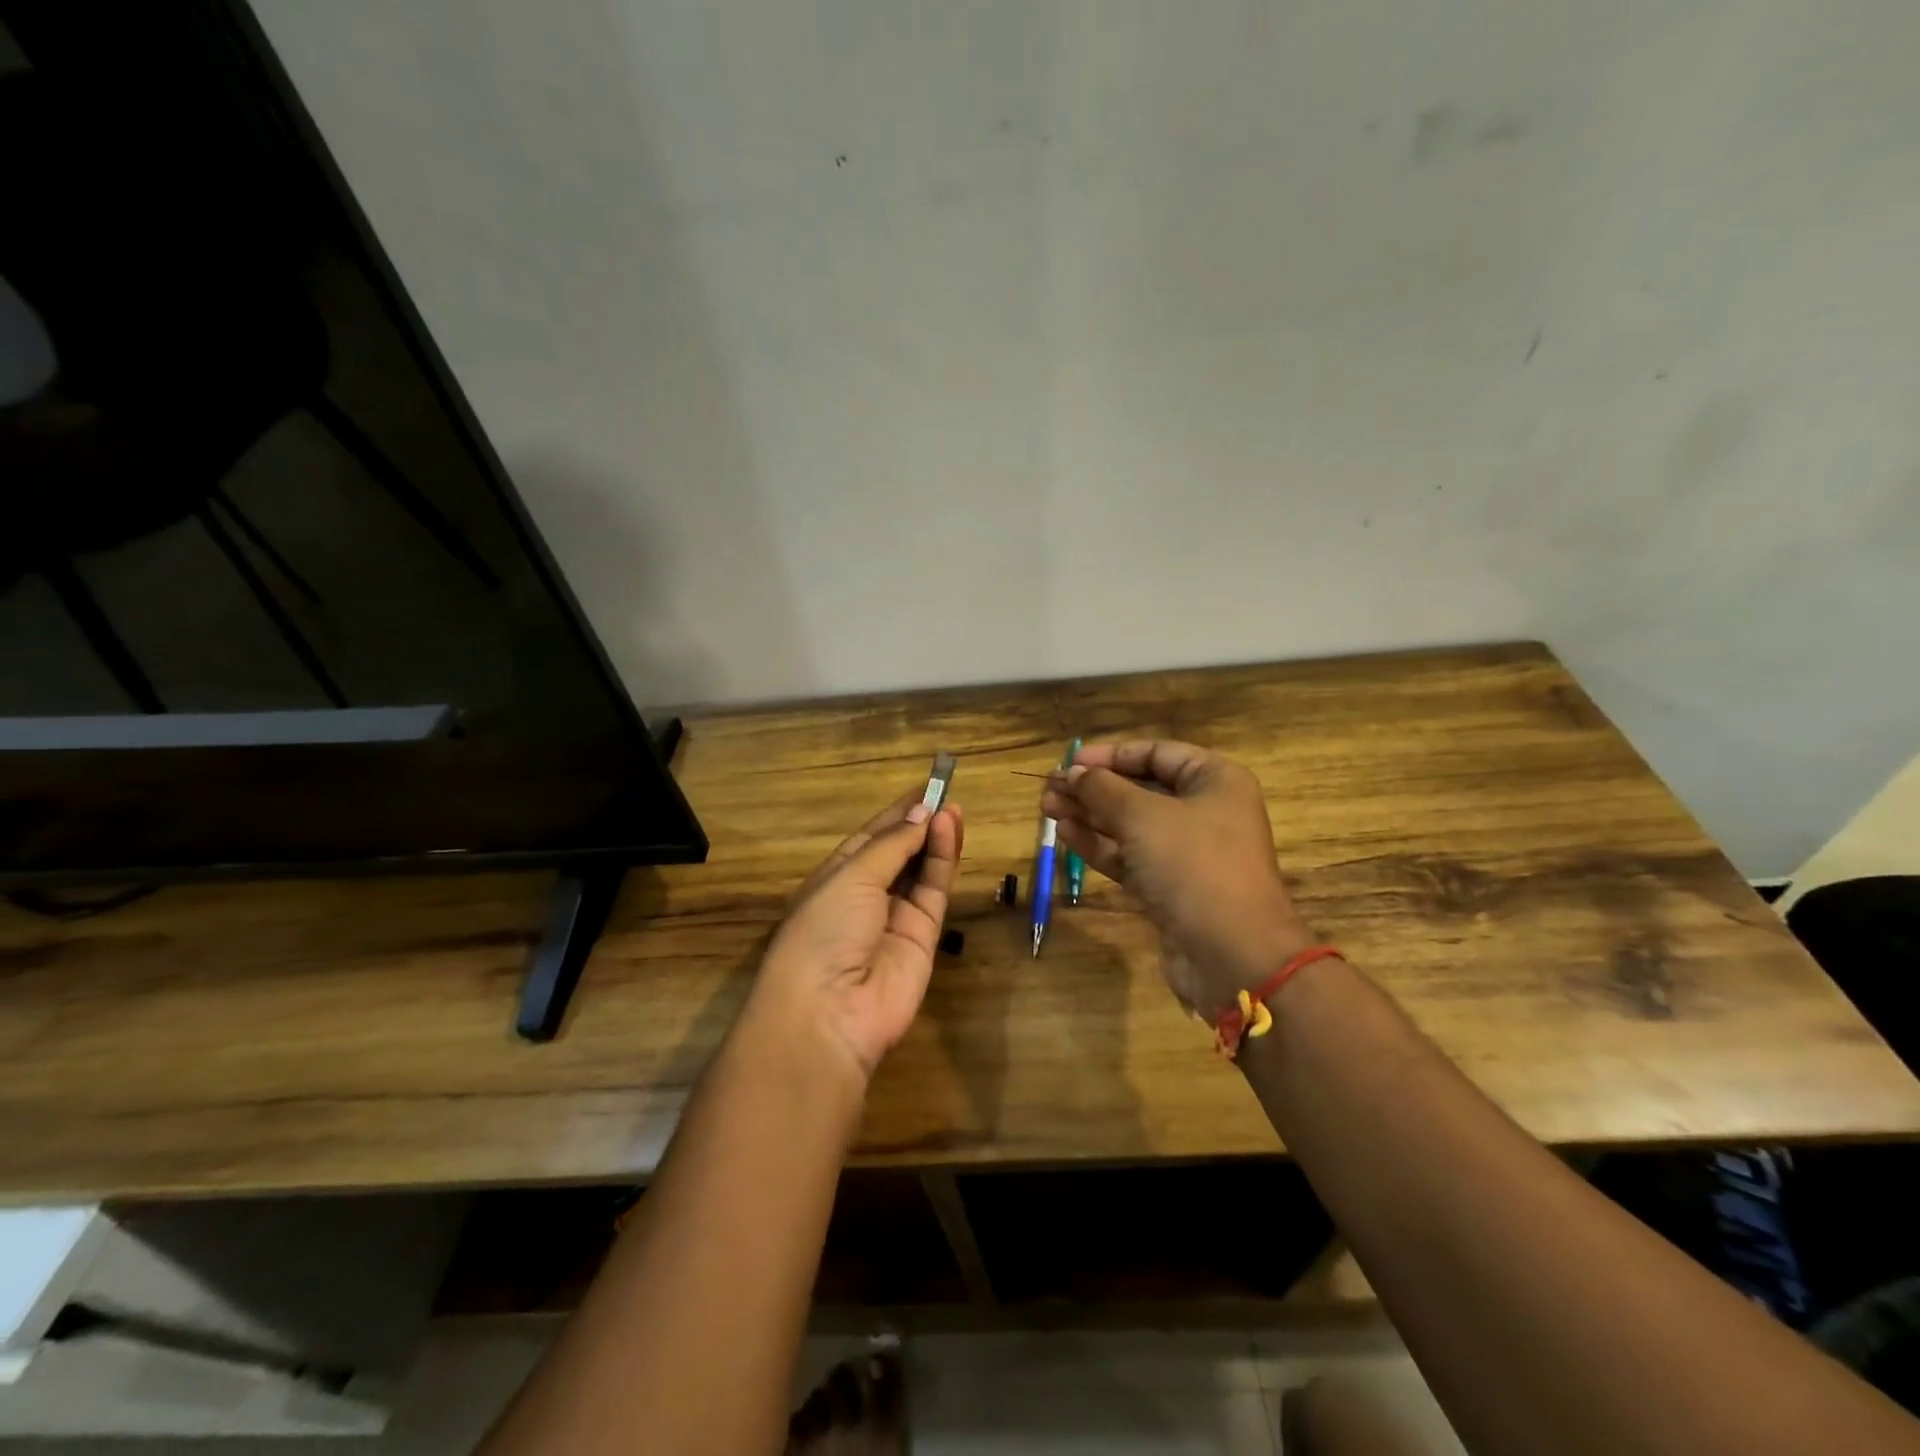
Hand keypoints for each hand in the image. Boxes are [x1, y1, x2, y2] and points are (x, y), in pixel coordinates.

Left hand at [750, 790, 963, 1081]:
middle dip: (918, 823)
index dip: (895, 814)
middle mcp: (865, 896)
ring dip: (935, 838)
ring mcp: (895, 917)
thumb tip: (921, 814)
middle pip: (898, 852)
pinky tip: (950, 831)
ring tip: (952, 807)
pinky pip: (935, 891)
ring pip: (921, 870)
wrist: (831, 1011)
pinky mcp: (924, 936)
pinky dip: (943, 861)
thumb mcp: (850, 876)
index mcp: (835, 878)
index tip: (924, 789)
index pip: (870, 838)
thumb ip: (891, 845)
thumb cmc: (824, 930)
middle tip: (944, 793)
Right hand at [1040, 741, 1311, 1013]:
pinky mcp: (1170, 888)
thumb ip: (1103, 789)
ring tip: (1047, 808)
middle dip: (1093, 788)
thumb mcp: (1143, 816)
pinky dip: (1099, 845)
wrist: (1232, 955)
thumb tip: (1073, 772)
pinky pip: (1130, 856)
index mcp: (1214, 781)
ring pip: (1130, 824)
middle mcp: (1205, 811)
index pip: (1157, 753)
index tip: (1071, 761)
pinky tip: (1065, 834)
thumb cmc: (1193, 866)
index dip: (1111, 755)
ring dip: (1089, 815)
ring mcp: (1187, 853)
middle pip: (1140, 789)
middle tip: (1050, 788)